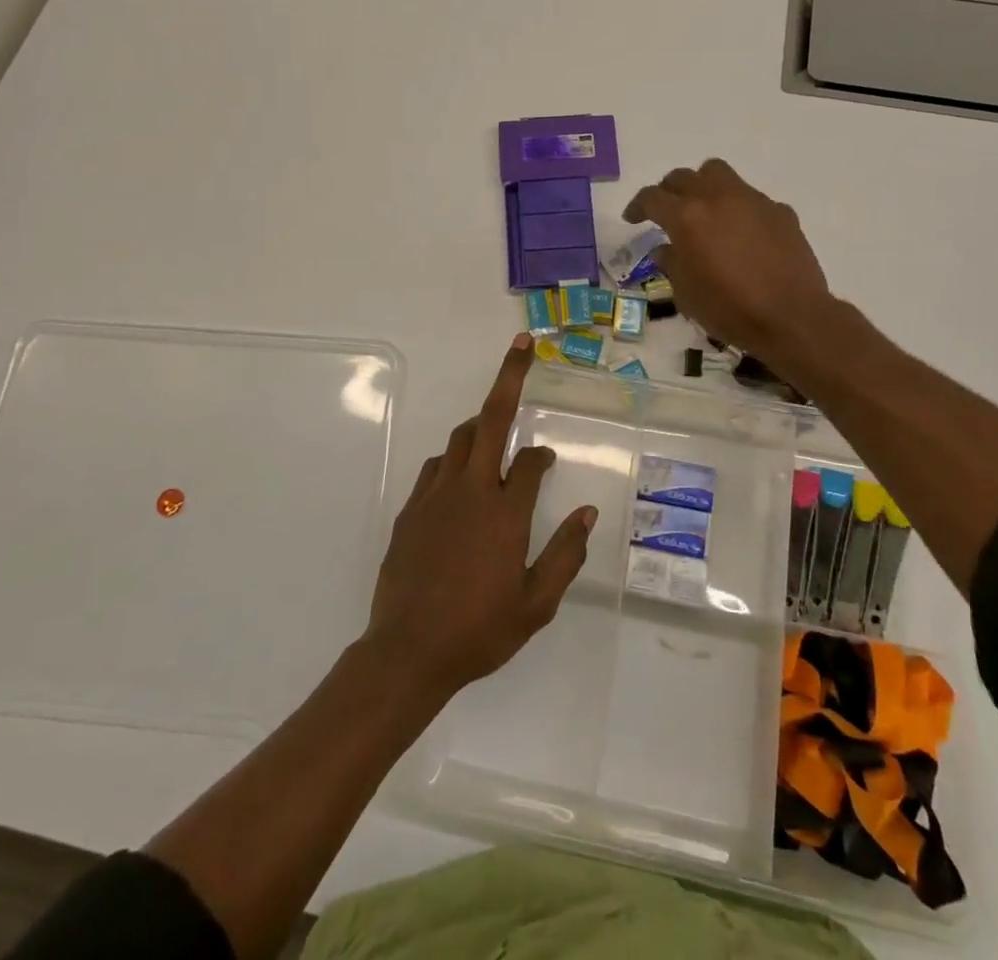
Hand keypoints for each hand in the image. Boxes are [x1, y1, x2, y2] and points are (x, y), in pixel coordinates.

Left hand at [365, 335, 597, 700]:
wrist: (408, 651)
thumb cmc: (479, 630)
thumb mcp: (536, 603)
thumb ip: (566, 554)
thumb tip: (589, 513)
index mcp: (505, 512)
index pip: (530, 462)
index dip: (542, 456)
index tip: (548, 460)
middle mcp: (471, 490)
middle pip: (491, 419)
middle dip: (509, 378)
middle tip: (522, 346)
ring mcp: (435, 495)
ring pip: (459, 439)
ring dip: (478, 425)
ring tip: (492, 428)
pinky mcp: (411, 509)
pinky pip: (435, 467)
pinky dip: (452, 460)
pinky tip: (458, 478)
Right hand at [623, 158, 835, 359]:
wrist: (791, 317)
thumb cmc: (729, 309)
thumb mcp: (686, 294)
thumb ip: (672, 264)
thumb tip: (666, 249)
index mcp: (687, 217)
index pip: (652, 198)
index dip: (637, 206)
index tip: (632, 219)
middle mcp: (717, 198)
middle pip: (683, 177)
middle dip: (668, 191)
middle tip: (665, 211)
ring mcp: (752, 200)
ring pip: (718, 174)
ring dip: (703, 186)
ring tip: (703, 210)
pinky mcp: (780, 211)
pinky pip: (751, 199)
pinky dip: (738, 209)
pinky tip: (742, 235)